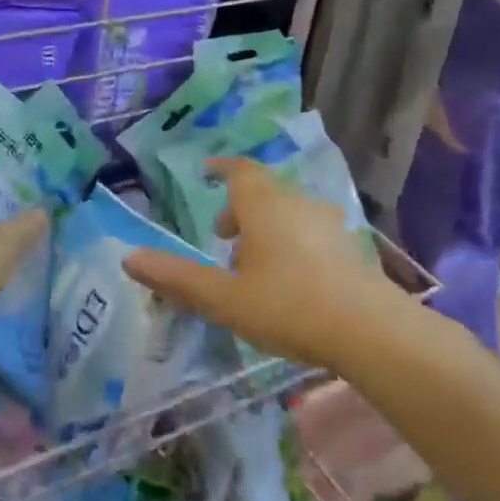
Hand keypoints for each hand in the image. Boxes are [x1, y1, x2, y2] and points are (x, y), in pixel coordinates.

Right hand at [123, 158, 395, 370]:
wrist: (371, 331)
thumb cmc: (288, 306)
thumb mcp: (224, 297)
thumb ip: (177, 278)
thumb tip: (128, 259)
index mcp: (264, 205)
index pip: (239, 171)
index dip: (222, 169)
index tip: (207, 172)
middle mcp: (297, 203)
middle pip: (264, 191)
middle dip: (239, 207)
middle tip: (222, 236)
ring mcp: (328, 224)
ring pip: (288, 211)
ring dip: (265, 226)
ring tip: (251, 263)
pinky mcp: (348, 247)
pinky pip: (309, 230)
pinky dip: (290, 240)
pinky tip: (289, 279)